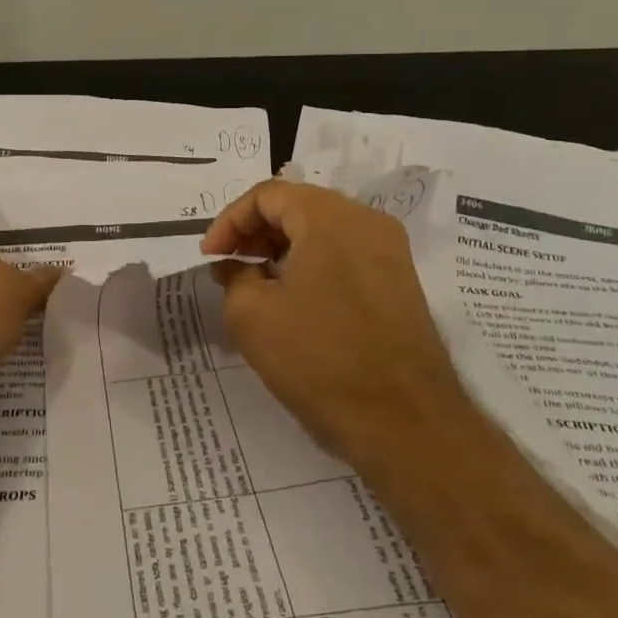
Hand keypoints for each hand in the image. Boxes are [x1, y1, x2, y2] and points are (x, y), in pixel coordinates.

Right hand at [202, 180, 462, 480]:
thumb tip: (236, 265)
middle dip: (256, 232)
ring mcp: (390, 250)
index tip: (211, 258)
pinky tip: (295, 300)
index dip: (230, 221)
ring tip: (257, 284)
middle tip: (230, 267)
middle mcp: (366, 220)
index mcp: (330, 217)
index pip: (267, 194)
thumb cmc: (320, 360)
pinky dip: (312, 263)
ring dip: (283, 247)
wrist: (406, 423)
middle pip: (298, 205)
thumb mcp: (252, 316)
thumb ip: (234, 276)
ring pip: (323, 229)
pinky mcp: (400, 280)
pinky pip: (346, 253)